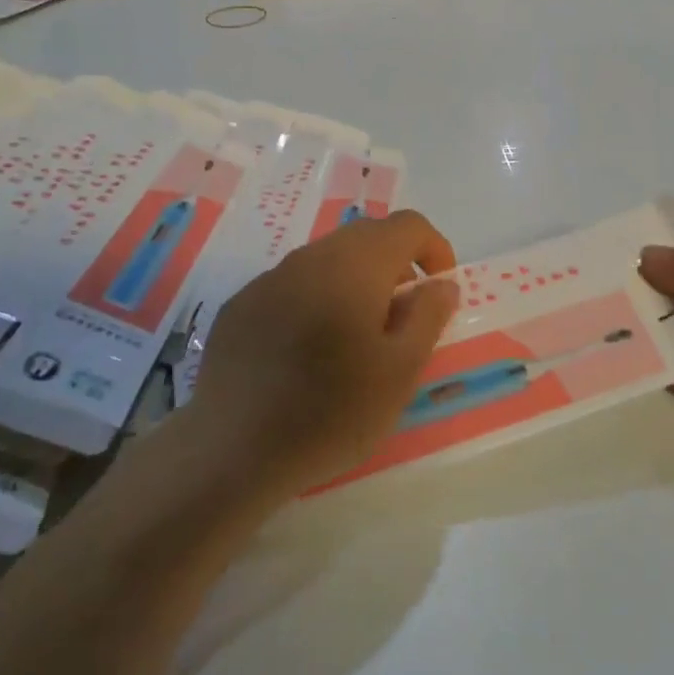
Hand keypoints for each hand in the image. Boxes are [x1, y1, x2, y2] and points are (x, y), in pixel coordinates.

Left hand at [185, 211, 460, 494]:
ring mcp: (269, 279)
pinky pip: (291, 286)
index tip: (439, 290)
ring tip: (356, 338)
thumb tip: (441, 284)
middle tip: (402, 317)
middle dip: (395, 265)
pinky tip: (307, 353)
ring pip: (326, 260)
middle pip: (365, 237)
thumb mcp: (400, 371)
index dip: (434, 248)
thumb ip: (428, 316)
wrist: (232, 449)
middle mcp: (310, 258)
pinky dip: (315, 301)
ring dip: (354, 283)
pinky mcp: (240, 305)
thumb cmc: (332, 412)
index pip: (407, 225)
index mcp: (355, 265)